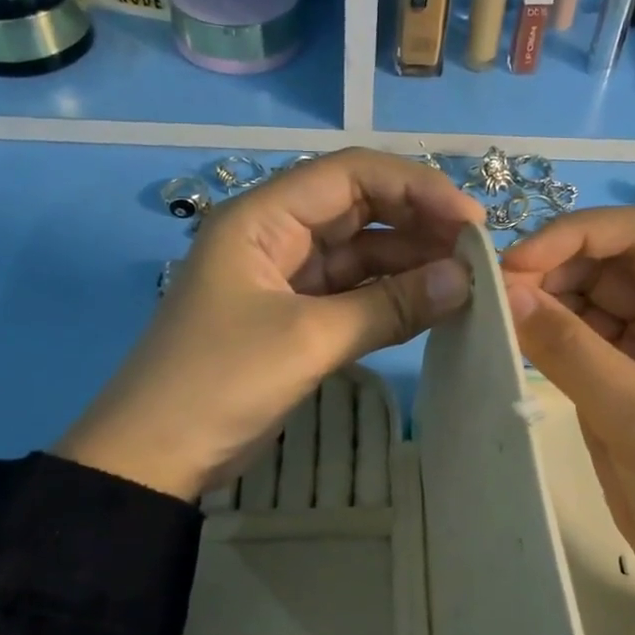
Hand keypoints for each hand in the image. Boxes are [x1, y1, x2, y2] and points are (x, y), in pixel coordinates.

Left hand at [56, 148, 484, 500]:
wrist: (156, 459)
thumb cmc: (220, 383)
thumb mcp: (307, 339)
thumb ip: (388, 306)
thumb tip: (465, 279)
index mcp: (262, 218)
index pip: (350, 175)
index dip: (415, 188)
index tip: (471, 222)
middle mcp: (275, 237)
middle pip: (359, 211)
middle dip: (418, 226)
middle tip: (478, 255)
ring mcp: (285, 282)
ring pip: (359, 257)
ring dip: (409, 266)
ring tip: (467, 282)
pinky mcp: (294, 323)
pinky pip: (352, 298)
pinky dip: (390, 301)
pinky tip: (432, 308)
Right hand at [501, 207, 634, 634]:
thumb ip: (574, 353)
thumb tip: (507, 292)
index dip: (578, 235)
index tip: (516, 264)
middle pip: (610, 268)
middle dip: (552, 271)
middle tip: (491, 297)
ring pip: (587, 307)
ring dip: (543, 305)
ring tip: (492, 319)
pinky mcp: (621, 393)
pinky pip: (577, 350)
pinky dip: (543, 343)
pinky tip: (508, 346)